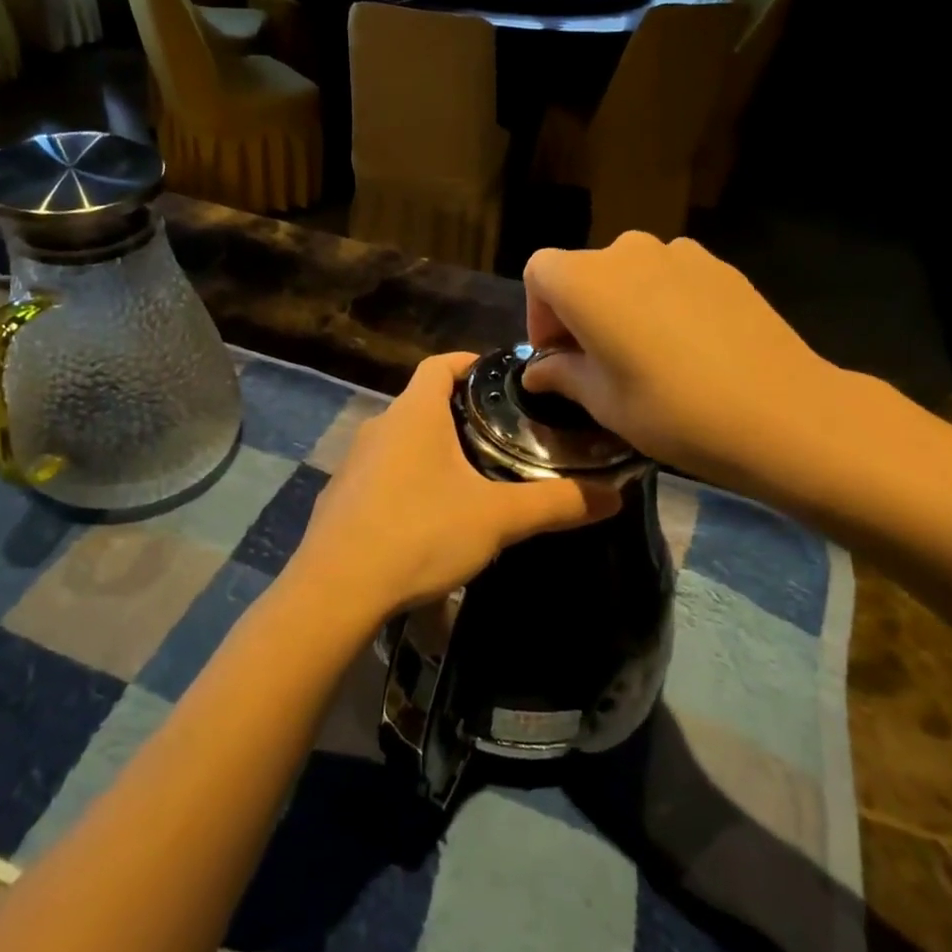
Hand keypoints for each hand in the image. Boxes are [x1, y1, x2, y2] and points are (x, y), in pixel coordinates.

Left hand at [287, 353, 620, 631]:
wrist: (336, 589)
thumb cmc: (419, 533)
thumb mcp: (497, 518)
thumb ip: (556, 503)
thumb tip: (615, 496)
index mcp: (414, 413)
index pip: (440, 364)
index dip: (470, 362)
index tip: (501, 376)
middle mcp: (379, 427)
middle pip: (423, 403)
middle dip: (460, 413)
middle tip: (502, 435)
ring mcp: (354, 463)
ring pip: (403, 441)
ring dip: (434, 450)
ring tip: (473, 477)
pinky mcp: (341, 498)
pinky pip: (383, 475)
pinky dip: (409, 481)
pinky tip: (429, 518)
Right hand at [522, 233, 862, 495]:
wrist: (780, 411)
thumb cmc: (673, 410)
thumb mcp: (604, 403)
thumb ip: (563, 375)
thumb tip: (538, 371)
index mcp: (587, 281)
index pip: (539, 273)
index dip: (539, 314)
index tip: (558, 357)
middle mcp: (628, 251)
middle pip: (584, 270)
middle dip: (579, 312)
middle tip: (597, 363)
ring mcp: (679, 252)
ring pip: (629, 273)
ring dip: (622, 305)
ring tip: (646, 355)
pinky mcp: (719, 266)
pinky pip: (670, 276)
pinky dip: (662, 301)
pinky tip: (689, 346)